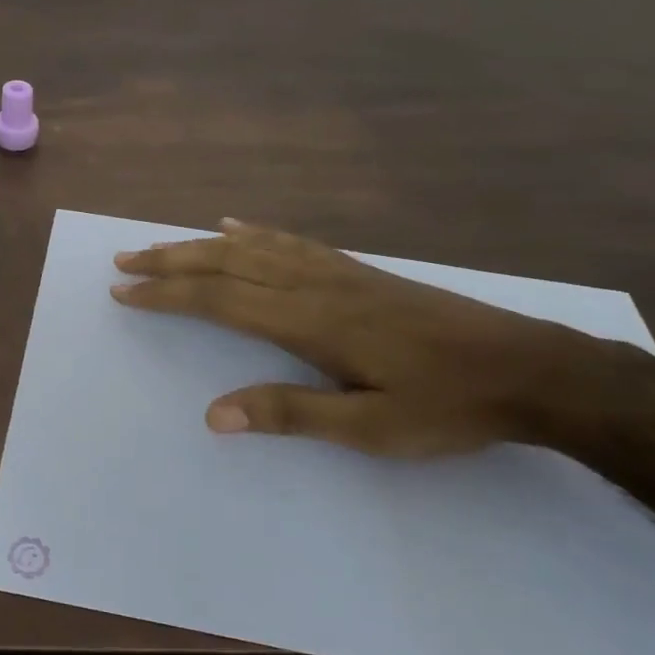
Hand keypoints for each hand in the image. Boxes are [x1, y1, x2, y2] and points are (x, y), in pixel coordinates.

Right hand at [111, 219, 599, 456]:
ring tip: (162, 244)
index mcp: (310, 321)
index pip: (219, 299)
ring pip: (253, 247)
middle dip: (169, 261)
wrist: (530, 369)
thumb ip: (290, 413)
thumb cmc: (447, 405)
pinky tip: (236, 227)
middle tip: (124, 260)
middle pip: (226, 263)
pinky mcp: (358, 271)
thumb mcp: (370, 427)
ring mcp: (338, 272)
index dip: (167, 293)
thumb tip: (213, 414)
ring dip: (199, 245)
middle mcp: (315, 285)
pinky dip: (252, 233)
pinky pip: (291, 242)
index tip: (124, 290)